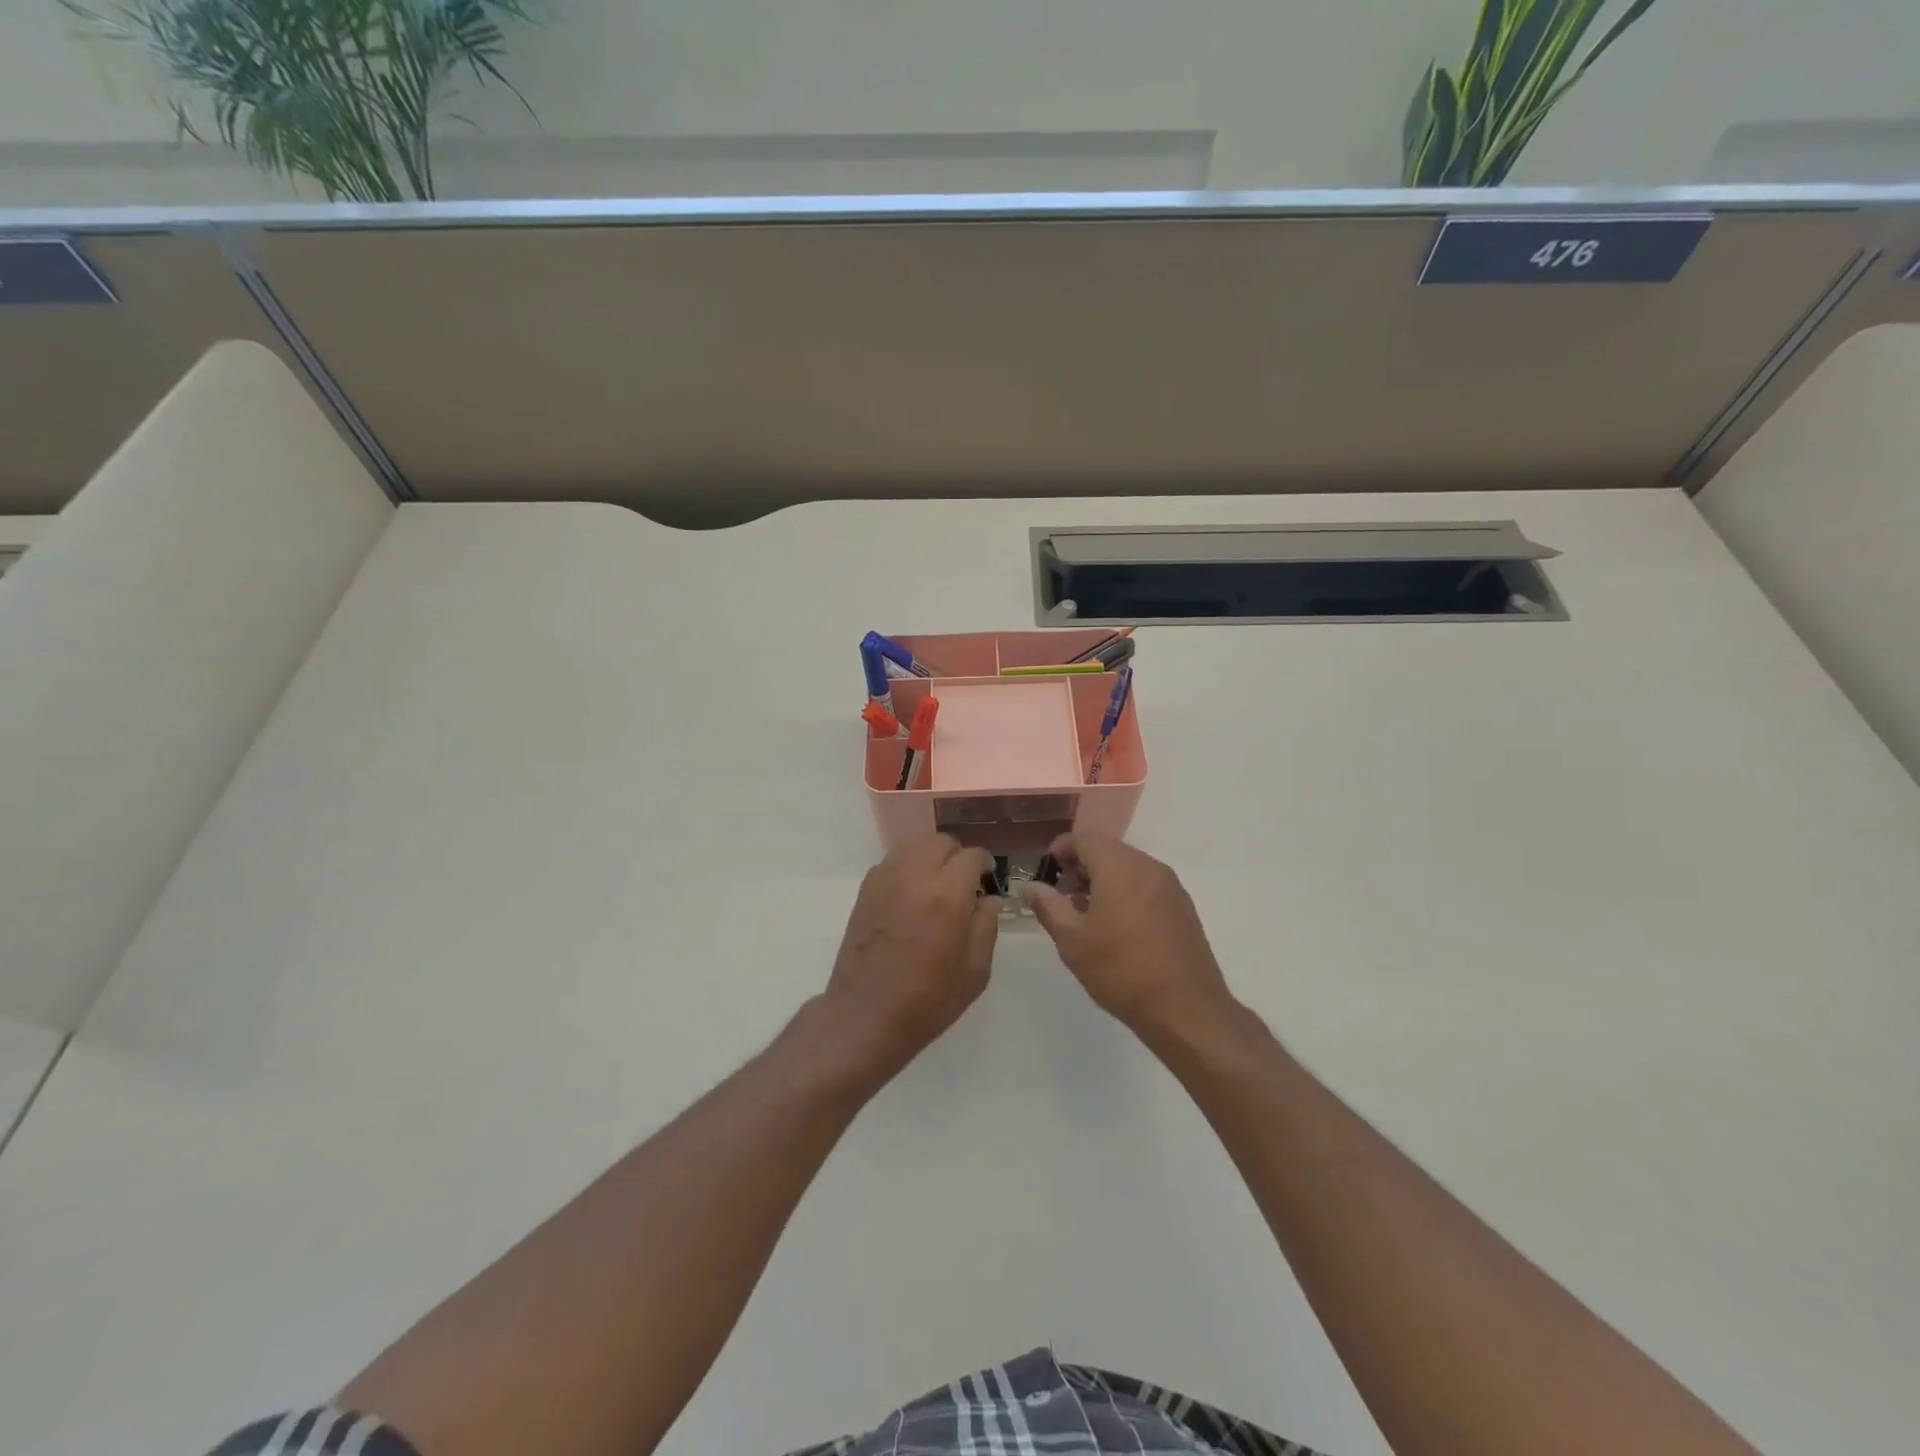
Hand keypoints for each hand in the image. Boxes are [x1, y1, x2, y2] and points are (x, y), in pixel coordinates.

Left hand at [824, 835, 999, 1074]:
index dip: (984, 864)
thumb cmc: (927, 1000)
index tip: (987, 880)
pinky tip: (911, 895)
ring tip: (936, 885)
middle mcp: (914, 876)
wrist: (866, 1015)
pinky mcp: (865, 890)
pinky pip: (892, 862)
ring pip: (913, 845)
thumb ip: (986, 925)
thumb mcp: (975, 970)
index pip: (971, 856)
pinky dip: (907, 867)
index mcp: (946, 895)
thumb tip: (988, 898)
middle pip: (940, 842)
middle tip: (963, 883)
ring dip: (931, 857)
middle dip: (957, 856)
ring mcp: (884, 880)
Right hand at [1027, 832, 1235, 1038]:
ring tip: (1086, 913)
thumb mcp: (1072, 941)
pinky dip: (1126, 892)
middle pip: (1109, 851)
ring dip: (1104, 880)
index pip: (1085, 839)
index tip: (1046, 870)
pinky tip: (1117, 926)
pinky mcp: (1183, 908)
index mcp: (1120, 867)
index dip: (1061, 849)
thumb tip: (1033, 886)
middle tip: (1062, 894)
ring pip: (1129, 868)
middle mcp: (1148, 867)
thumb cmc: (1121, 970)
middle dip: (1082, 866)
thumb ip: (1049, 906)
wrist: (1185, 1009)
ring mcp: (1171, 886)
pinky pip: (1147, 886)